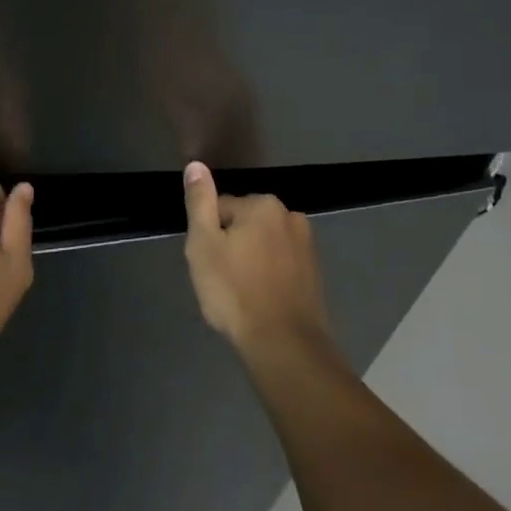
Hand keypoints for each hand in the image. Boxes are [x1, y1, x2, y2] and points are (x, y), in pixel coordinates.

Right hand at [182, 161, 332, 359]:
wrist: (285, 345)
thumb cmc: (236, 291)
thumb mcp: (204, 244)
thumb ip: (199, 202)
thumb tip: (196, 165)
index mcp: (263, 204)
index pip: (221, 209)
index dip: (209, 237)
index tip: (209, 264)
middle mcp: (290, 216)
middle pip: (245, 224)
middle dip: (232, 246)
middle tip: (222, 280)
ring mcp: (307, 246)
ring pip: (264, 245)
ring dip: (252, 261)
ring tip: (242, 294)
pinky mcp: (315, 273)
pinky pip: (281, 265)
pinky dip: (270, 276)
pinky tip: (261, 301)